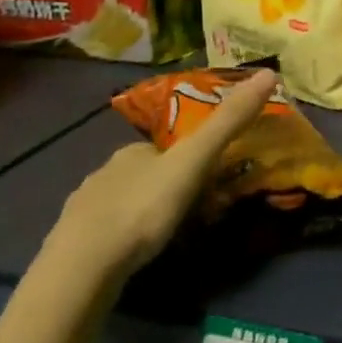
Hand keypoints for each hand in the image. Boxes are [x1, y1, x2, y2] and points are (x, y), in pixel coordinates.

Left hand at [43, 69, 276, 283]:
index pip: (166, 144)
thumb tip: (269, 73)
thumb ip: (228, 122)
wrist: (81, 269)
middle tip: (195, 208)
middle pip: (145, 171)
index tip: (210, 175)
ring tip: (167, 234)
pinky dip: (123, 237)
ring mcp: (83, 209)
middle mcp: (105, 171)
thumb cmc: (143, 209)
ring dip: (145, 211)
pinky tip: (133, 254)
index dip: (189, 155)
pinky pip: (106, 232)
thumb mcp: (194, 161)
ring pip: (124, 200)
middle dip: (167, 184)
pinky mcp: (72, 245)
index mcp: (133, 150)